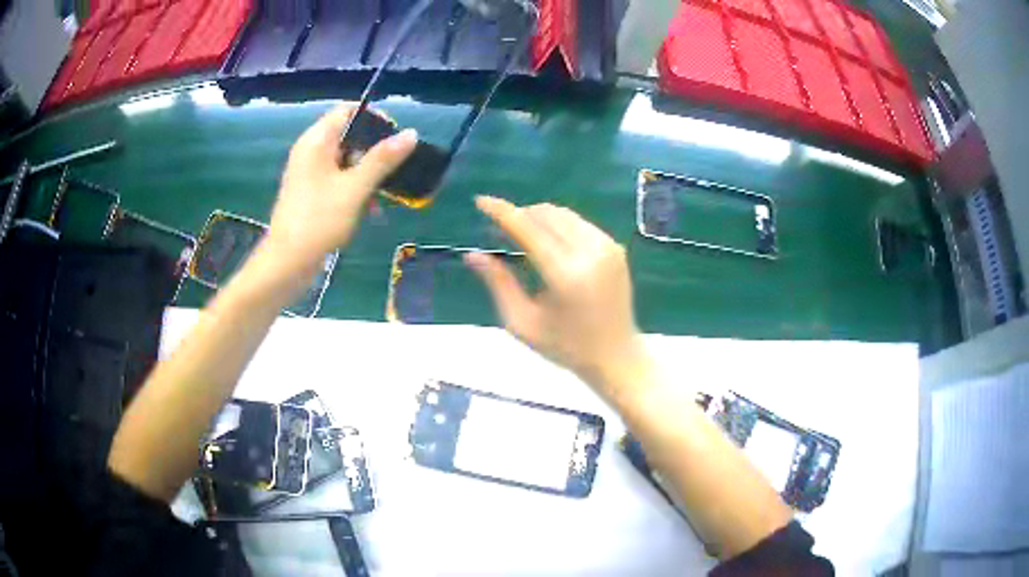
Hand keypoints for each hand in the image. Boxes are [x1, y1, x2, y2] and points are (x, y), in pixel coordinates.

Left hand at [267, 104, 416, 272]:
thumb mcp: (355, 188)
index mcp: (316, 142)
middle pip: (348, 136)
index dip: (373, 118)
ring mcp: (309, 173)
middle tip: (394, 168)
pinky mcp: (311, 193)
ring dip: (367, 174)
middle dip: (374, 151)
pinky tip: (370, 210)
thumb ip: (382, 160)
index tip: (395, 137)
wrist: (287, 263)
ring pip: (346, 160)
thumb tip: (411, 133)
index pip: (347, 110)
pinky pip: (338, 179)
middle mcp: (311, 151)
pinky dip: (355, 188)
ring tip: (385, 194)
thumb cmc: (318, 221)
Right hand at [466, 196, 650, 400]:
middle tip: (498, 233)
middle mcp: (590, 252)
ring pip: (563, 214)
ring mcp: (608, 246)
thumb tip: (472, 255)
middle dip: (518, 215)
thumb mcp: (522, 322)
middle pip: (545, 214)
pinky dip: (557, 226)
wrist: (616, 356)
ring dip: (537, 218)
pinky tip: (547, 244)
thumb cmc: (565, 346)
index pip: (527, 229)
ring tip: (520, 238)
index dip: (501, 212)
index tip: (480, 201)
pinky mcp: (616, 247)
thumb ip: (498, 283)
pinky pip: (579, 223)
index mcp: (566, 274)